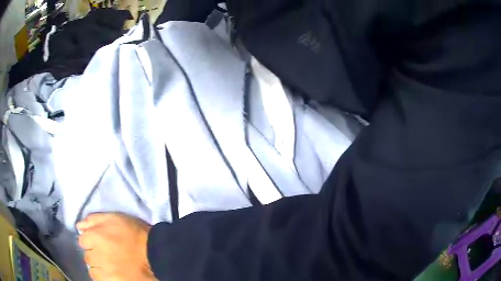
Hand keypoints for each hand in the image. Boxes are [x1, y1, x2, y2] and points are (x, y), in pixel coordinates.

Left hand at [77, 213, 155, 280]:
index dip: (91, 241)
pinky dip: (104, 277)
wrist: (155, 255)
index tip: (100, 243)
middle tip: (107, 255)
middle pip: (87, 256)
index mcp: (95, 237)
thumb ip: (94, 220)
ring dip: (99, 268)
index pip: (82, 240)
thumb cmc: (135, 235)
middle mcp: (96, 255)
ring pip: (93, 270)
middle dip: (95, 254)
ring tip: (111, 266)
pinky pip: (100, 280)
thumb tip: (78, 226)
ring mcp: (104, 272)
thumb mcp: (115, 219)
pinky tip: (113, 274)